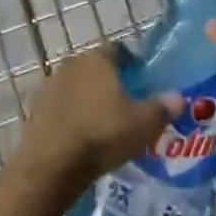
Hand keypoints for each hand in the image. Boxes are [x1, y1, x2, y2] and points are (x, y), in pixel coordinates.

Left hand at [10, 47, 184, 206]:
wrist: (50, 166)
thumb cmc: (101, 135)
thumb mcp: (142, 125)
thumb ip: (162, 109)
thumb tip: (180, 98)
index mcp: (97, 59)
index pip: (117, 49)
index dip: (131, 62)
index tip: (140, 80)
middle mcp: (72, 64)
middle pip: (95, 67)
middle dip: (108, 81)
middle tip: (125, 104)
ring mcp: (50, 86)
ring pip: (76, 86)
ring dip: (87, 99)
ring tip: (103, 123)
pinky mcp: (35, 110)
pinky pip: (60, 107)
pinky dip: (70, 116)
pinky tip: (80, 136)